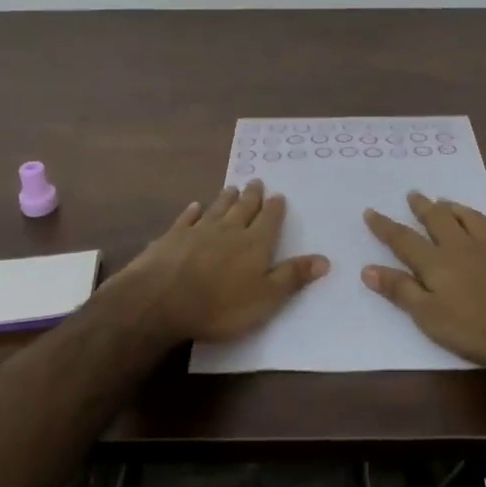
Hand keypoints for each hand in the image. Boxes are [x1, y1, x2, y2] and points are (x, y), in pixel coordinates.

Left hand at [112, 180, 328, 345]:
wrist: (160, 300)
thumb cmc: (219, 305)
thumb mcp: (265, 298)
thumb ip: (293, 277)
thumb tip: (325, 259)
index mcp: (254, 244)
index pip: (269, 220)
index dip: (275, 208)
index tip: (278, 195)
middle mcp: (228, 230)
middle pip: (243, 208)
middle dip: (252, 196)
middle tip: (256, 182)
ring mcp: (198, 231)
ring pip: (217, 209)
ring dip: (226, 198)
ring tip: (232, 188)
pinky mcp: (172, 238)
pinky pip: (186, 219)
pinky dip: (193, 211)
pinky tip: (195, 206)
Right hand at [362, 192, 485, 366]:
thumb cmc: (479, 327)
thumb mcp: (430, 317)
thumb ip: (401, 291)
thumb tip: (368, 269)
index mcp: (436, 263)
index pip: (404, 241)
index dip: (385, 227)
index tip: (370, 211)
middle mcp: (461, 247)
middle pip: (437, 221)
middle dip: (422, 208)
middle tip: (413, 194)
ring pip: (468, 218)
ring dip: (454, 208)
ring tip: (445, 200)